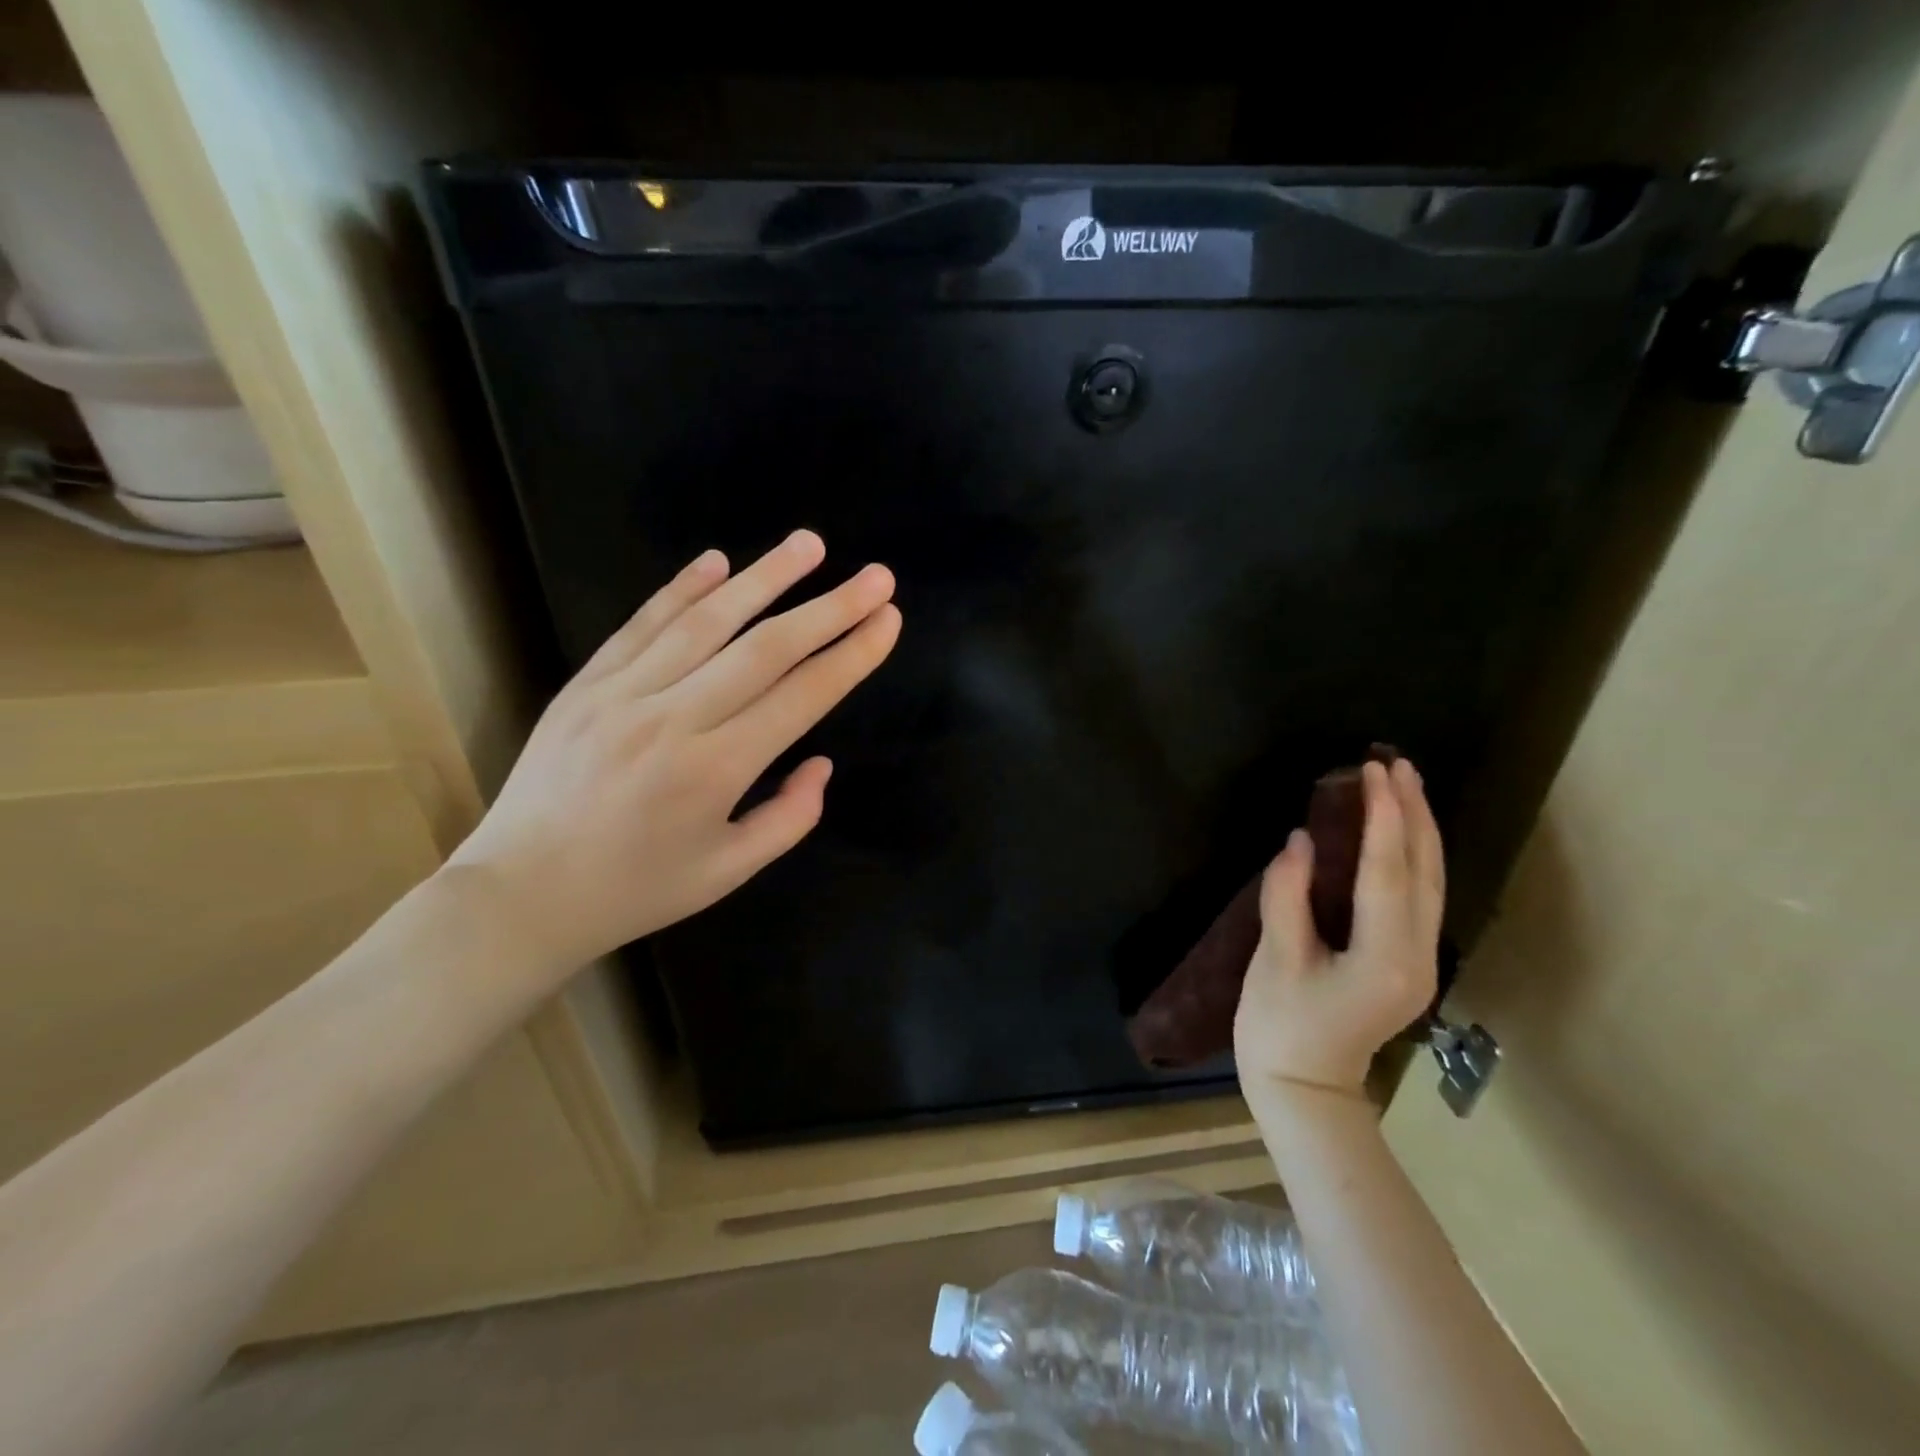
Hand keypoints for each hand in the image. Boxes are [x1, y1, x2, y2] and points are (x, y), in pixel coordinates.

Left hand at [446, 529, 900, 973]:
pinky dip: (682, 589)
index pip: (801, 697)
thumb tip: (821, 762)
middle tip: (875, 576)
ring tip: (810, 544)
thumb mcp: (728, 872)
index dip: (851, 655)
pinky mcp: (586, 684)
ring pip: (705, 622)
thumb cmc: (636, 890)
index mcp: (715, 772)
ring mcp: (622, 694)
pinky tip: (717, 560)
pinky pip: (642, 625)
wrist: (521, 894)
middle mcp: (673, 720)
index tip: (888, 620)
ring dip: (764, 577)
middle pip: (765, 649)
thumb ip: (789, 818)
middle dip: (829, 608)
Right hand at [1234, 758, 1443, 1095]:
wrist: (1303, 1090)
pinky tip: (1402, 835)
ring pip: (1430, 883)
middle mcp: (1416, 955)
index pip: (1387, 871)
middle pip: (1423, 871)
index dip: (1383, 817)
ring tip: (1407, 785)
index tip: (1375, 771)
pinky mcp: (1408, 963)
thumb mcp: (1275, 960)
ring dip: (1420, 830)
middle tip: (1396, 763)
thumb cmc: (1280, 1027)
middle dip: (1413, 813)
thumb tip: (1300, 841)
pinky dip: (1413, 857)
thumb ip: (1287, 896)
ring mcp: (1419, 962)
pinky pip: (1421, 897)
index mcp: (1383, 956)